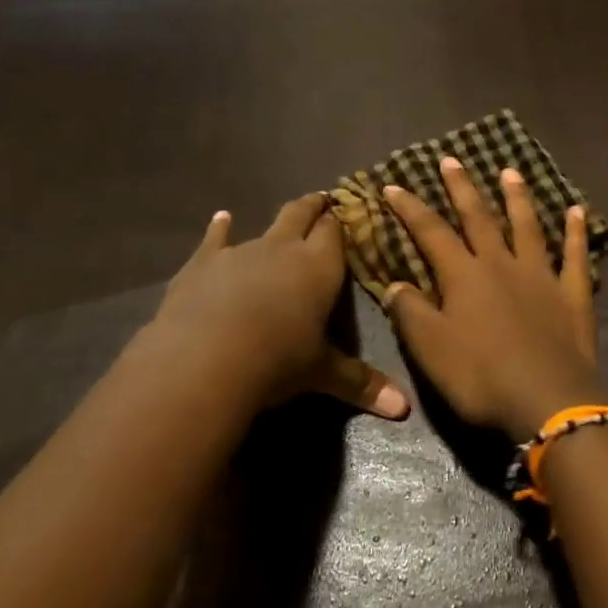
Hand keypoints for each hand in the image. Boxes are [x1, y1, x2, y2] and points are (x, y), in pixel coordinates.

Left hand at [152, 194, 409, 419]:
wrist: (204, 359)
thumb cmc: (277, 360)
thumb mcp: (323, 373)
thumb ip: (362, 384)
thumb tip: (405, 409)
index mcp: (320, 267)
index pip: (336, 233)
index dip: (342, 221)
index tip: (348, 211)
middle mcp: (284, 249)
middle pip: (302, 216)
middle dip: (314, 207)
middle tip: (323, 199)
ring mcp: (241, 252)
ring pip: (264, 227)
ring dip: (275, 224)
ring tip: (284, 217)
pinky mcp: (203, 264)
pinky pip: (214, 240)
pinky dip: (219, 229)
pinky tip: (220, 219)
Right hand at [384, 157, 607, 441]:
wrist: (547, 398)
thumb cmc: (481, 377)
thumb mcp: (430, 350)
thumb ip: (411, 312)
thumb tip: (396, 284)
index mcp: (464, 276)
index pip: (431, 233)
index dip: (411, 209)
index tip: (394, 185)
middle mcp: (502, 265)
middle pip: (480, 218)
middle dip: (462, 188)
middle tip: (452, 159)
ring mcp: (542, 276)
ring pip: (527, 227)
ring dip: (517, 198)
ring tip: (510, 172)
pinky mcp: (573, 293)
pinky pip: (575, 255)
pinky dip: (576, 232)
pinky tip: (577, 211)